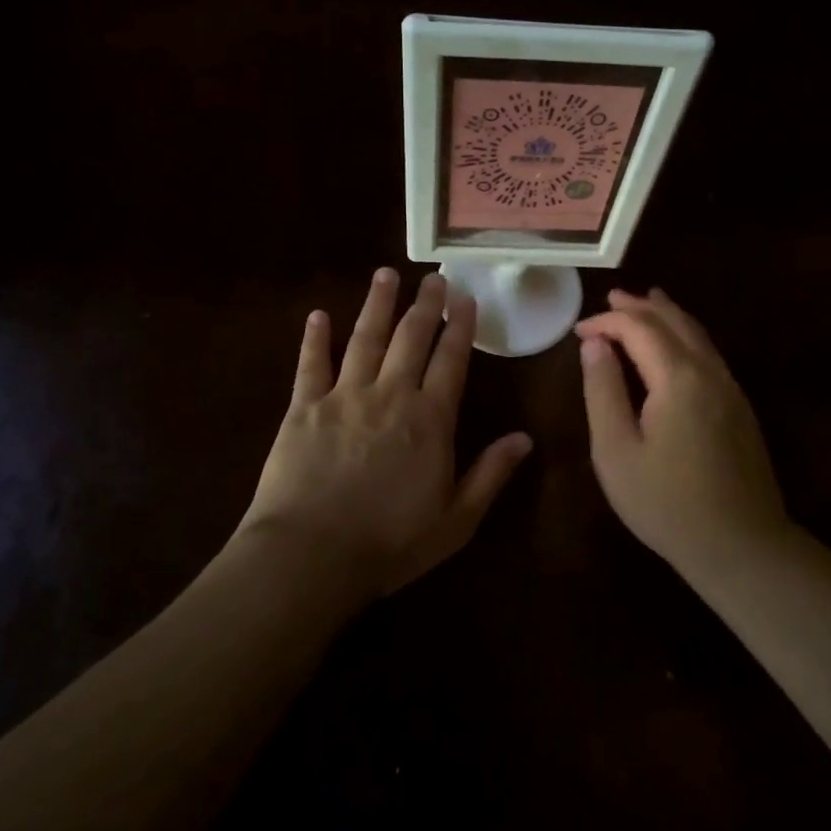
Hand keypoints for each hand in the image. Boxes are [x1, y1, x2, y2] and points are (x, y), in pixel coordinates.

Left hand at [239, 268, 532, 599]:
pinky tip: (318, 315)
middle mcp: (390, 395)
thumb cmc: (391, 543)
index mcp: (430, 419)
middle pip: (411, 338)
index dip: (460, 327)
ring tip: (386, 274)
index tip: (465, 298)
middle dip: (425, 304)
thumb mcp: (457, 520)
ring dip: (377, 304)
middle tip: (434, 277)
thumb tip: (525, 438)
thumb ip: (491, 474)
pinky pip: (311, 364)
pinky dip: (315, 338)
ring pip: (365, 338)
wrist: (312, 556)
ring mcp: (345, 396)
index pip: (451, 360)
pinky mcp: (304, 408)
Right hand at [577, 289, 788, 568]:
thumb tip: (594, 345)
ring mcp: (731, 389)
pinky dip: (686, 336)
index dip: (607, 321)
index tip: (578, 331)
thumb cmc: (666, 503)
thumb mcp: (616, 450)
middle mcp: (710, 372)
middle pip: (674, 322)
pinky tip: (677, 346)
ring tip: (647, 302)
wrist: (741, 546)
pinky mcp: (741, 408)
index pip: (640, 328)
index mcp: (678, 377)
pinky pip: (709, 354)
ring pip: (698, 335)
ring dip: (668, 316)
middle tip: (612, 298)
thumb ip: (603, 391)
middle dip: (640, 307)